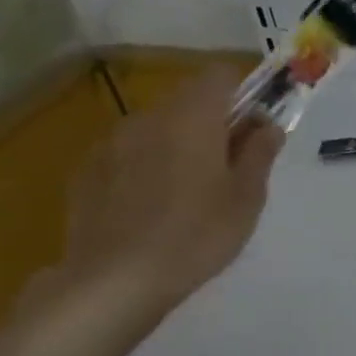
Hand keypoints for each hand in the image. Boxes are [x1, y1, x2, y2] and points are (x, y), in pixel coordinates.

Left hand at [54, 67, 283, 315]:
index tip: (257, 127)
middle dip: (215, 122)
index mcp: (192, 118)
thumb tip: (267, 125)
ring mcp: (111, 144)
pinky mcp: (88, 172)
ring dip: (181, 144)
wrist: (115, 279)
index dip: (243, 93)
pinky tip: (157, 207)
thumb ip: (259, 153)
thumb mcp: (247, 196)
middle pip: (188, 101)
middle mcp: (148, 119)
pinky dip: (149, 166)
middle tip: (234, 167)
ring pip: (158, 128)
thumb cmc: (198, 234)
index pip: (219, 76)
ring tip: (195, 192)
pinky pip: (130, 154)